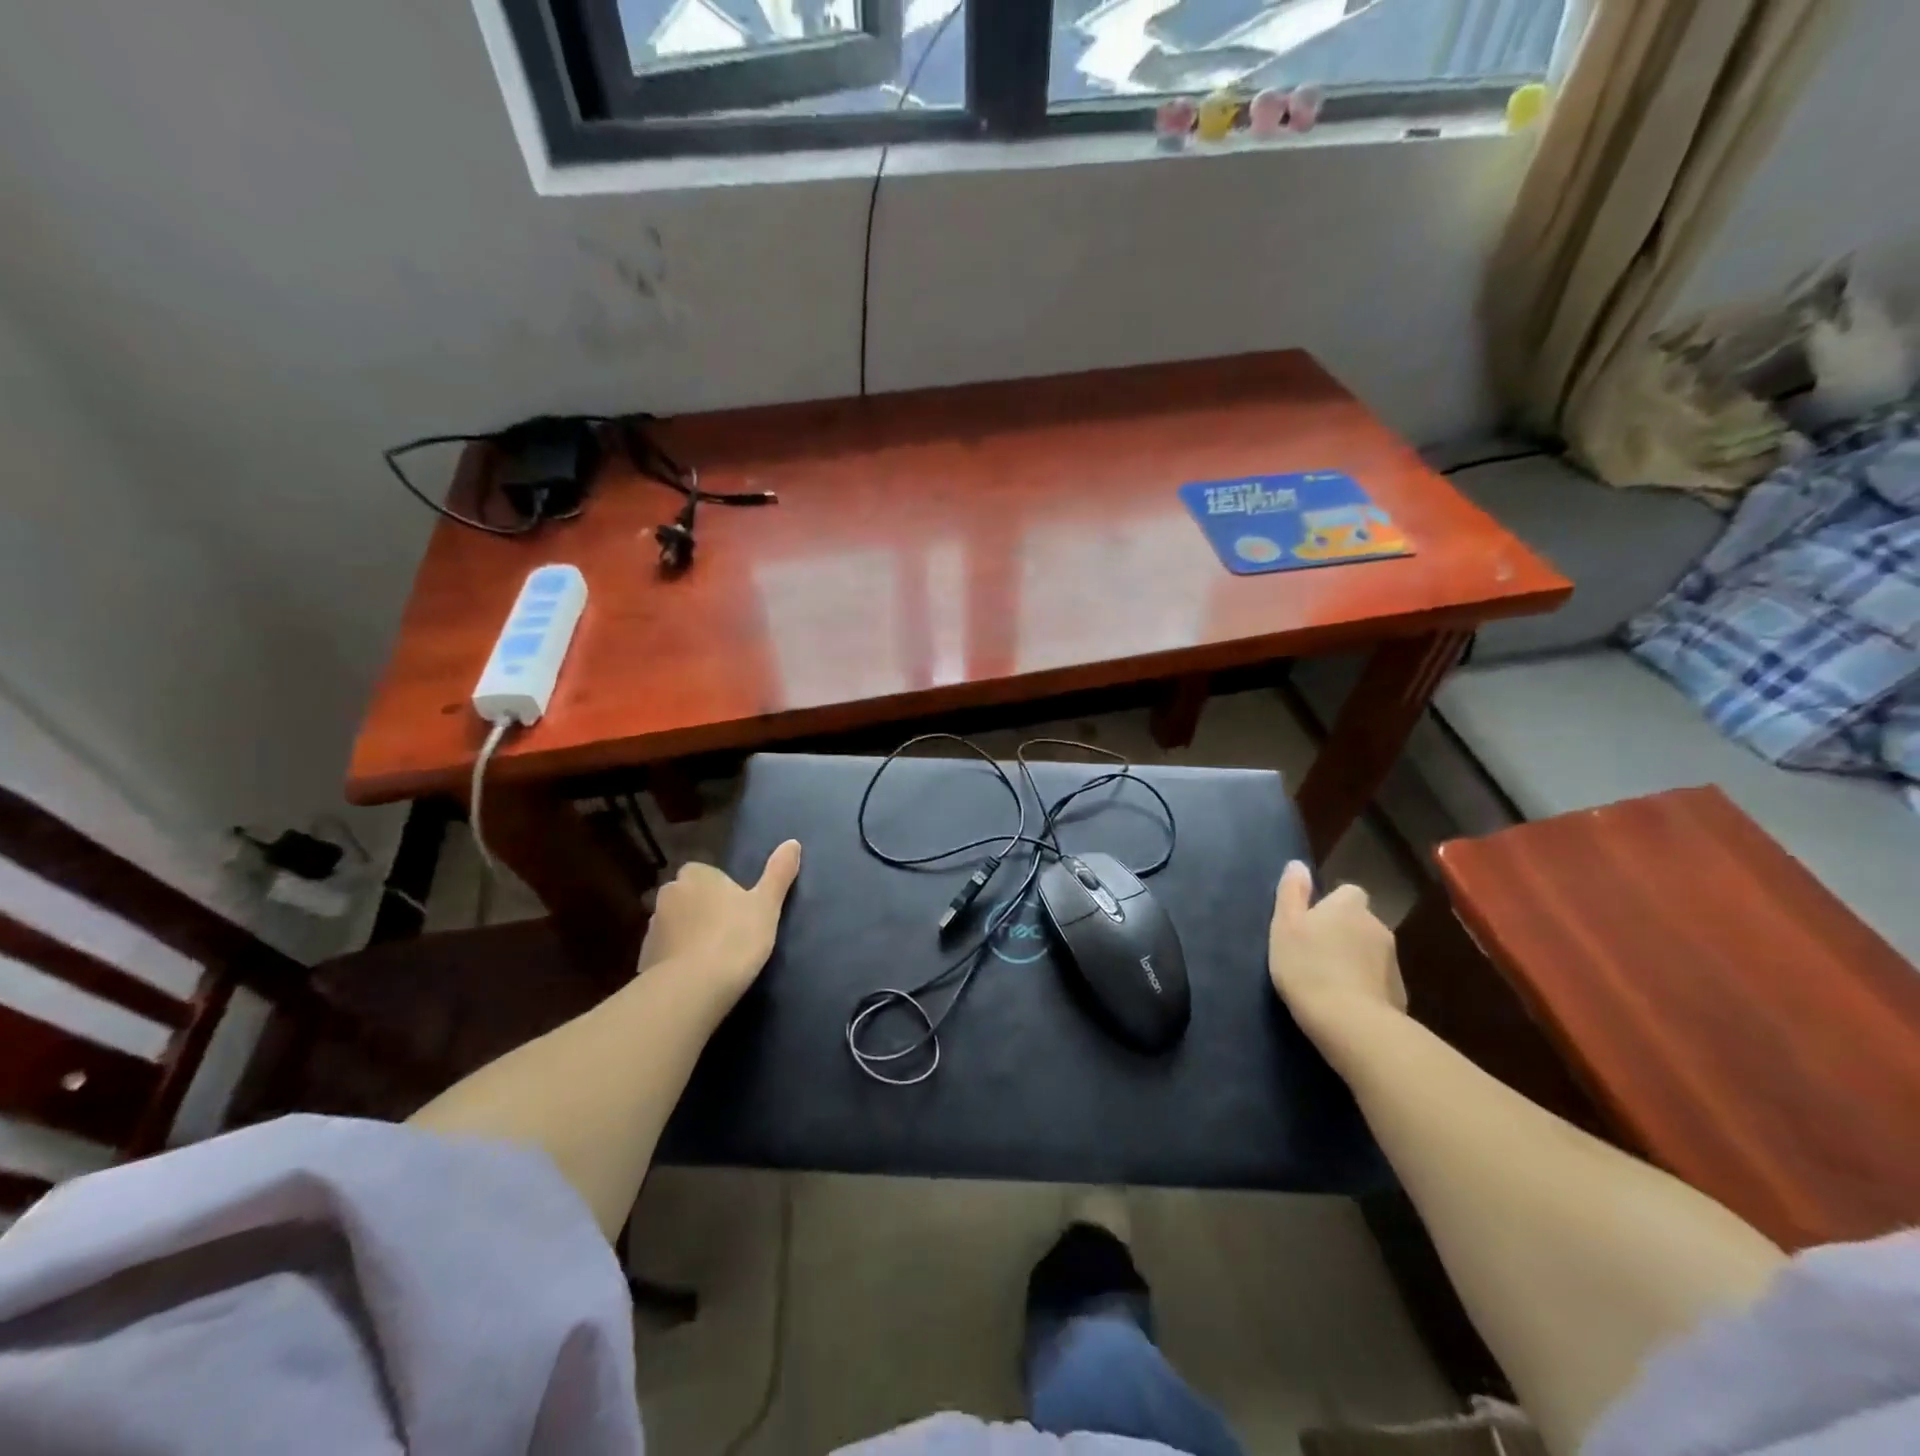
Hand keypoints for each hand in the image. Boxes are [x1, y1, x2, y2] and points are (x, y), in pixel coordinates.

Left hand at [637, 840, 801, 1004]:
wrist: (691, 989)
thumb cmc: (734, 938)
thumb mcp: (766, 905)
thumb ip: (778, 872)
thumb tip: (793, 842)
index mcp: (696, 875)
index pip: (708, 873)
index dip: (723, 890)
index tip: (740, 910)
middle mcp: (669, 894)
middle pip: (689, 897)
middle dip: (703, 910)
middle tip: (730, 933)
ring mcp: (652, 927)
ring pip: (676, 924)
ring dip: (689, 935)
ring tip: (714, 958)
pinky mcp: (644, 959)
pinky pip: (666, 952)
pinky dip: (677, 960)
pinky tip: (696, 976)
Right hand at [1268, 860, 1405, 1042]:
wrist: (1349, 1021)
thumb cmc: (1307, 966)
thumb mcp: (1285, 925)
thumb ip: (1291, 892)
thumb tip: (1298, 864)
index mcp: (1348, 906)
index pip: (1348, 892)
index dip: (1332, 905)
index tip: (1313, 922)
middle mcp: (1377, 926)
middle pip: (1360, 921)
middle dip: (1344, 932)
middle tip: (1315, 953)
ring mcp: (1393, 960)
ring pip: (1370, 951)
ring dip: (1355, 959)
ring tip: (1329, 980)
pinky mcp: (1400, 992)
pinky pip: (1378, 980)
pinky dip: (1365, 985)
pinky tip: (1346, 1003)